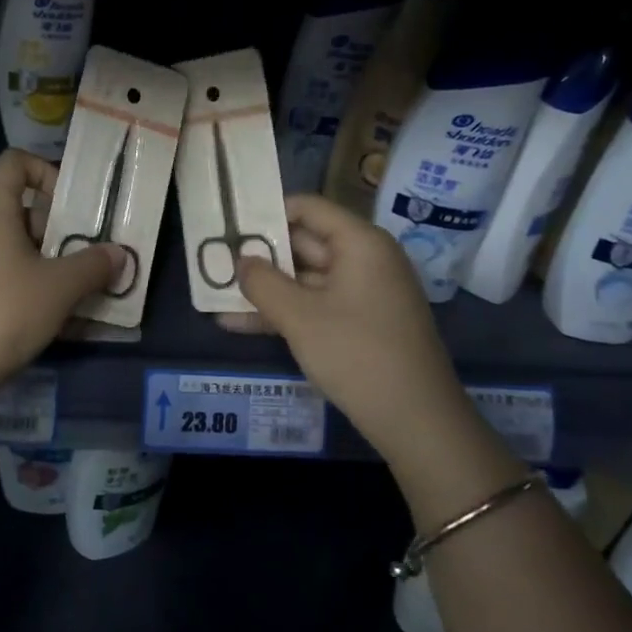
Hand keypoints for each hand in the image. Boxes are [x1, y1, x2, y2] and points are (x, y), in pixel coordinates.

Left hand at [0, 150, 122, 445]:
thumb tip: (119, 254)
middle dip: (55, 226)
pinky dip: (24, 281)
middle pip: (18, 206)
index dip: (46, 171)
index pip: (15, 162)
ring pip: (10, 243)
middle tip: (85, 251)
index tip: (71, 206)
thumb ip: (94, 264)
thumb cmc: (3, 311)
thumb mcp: (60, 287)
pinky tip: (47, 313)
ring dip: (45, 258)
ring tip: (75, 287)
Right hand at [235, 194, 464, 453]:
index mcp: (359, 243)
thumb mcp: (300, 317)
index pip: (307, 208)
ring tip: (215, 293)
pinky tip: (238, 324)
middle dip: (259, 254)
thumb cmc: (358, 355)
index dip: (267, 212)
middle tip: (213, 258)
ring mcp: (363, 293)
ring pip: (305, 279)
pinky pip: (315, 305)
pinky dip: (284, 312)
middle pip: (303, 242)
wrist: (418, 423)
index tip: (229, 224)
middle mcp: (364, 259)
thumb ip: (262, 282)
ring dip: (265, 288)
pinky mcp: (360, 323)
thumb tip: (240, 260)